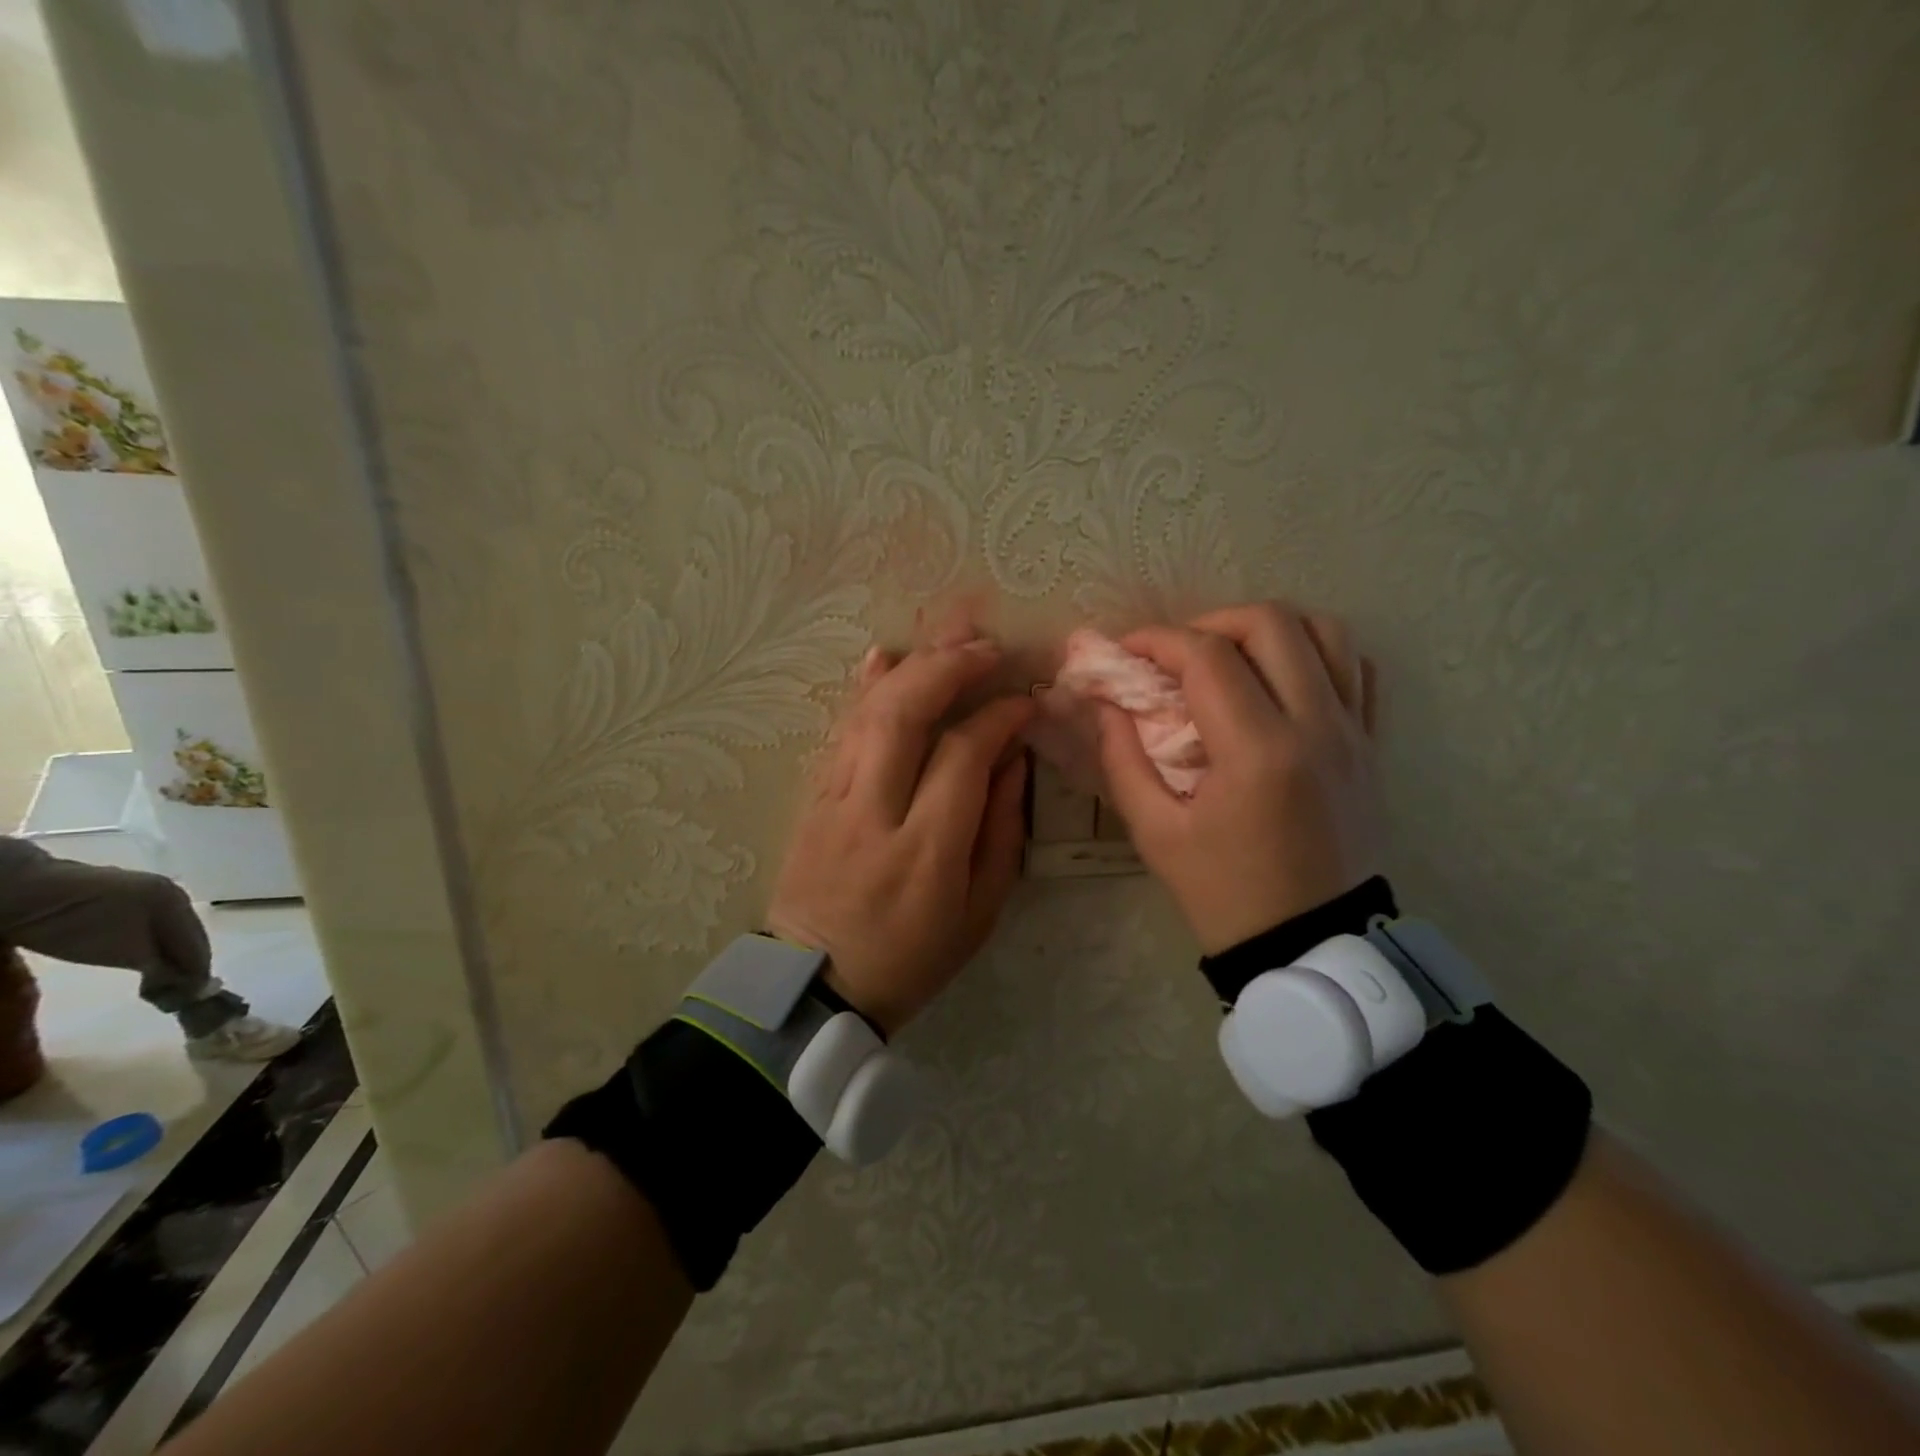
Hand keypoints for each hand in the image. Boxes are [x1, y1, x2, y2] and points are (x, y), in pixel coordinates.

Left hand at [766, 636, 1032, 1034]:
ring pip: (867, 714)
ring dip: (910, 665)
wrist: (815, 987)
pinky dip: (863, 688)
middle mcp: (873, 813)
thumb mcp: (979, 912)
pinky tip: (884, 655)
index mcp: (925, 851)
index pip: (963, 756)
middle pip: (904, 716)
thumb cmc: (911, 958)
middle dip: (948, 668)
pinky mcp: (812, 798)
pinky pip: (839, 730)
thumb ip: (1001, 831)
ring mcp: (833, 801)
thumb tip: (1012, 760)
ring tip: (948, 634)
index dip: (998, 717)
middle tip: (987, 646)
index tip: (1025, 701)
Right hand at [1095, 602, 1380, 954]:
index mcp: (1258, 752)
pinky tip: (1281, 679)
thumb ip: (1122, 758)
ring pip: (1325, 632)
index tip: (1128, 651)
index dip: (1158, 640)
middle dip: (1210, 622)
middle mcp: (1316, 726)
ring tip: (1230, 658)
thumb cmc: (1225, 893)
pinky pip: (1357, 669)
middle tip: (1176, 653)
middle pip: (1270, 623)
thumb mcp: (1155, 832)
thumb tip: (1106, 704)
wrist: (1311, 944)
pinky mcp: (1372, 745)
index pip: (1207, 657)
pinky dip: (1316, 654)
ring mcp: (1354, 732)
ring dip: (1268, 630)